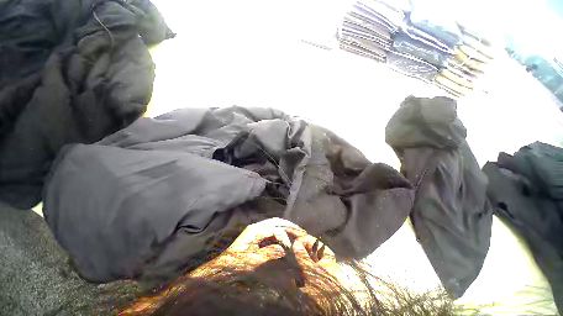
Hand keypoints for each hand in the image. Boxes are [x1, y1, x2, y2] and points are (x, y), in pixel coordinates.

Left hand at [190, 218, 307, 275]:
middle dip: (289, 226)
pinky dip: (281, 230)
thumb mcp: (252, 261)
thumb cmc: (236, 265)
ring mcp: (256, 229)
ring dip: (286, 227)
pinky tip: (287, 235)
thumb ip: (269, 254)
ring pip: (274, 223)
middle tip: (301, 231)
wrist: (222, 267)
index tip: (293, 247)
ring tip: (297, 231)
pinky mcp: (257, 233)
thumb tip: (284, 248)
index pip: (275, 229)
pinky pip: (272, 228)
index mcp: (255, 231)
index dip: (285, 236)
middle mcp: (257, 226)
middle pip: (276, 221)